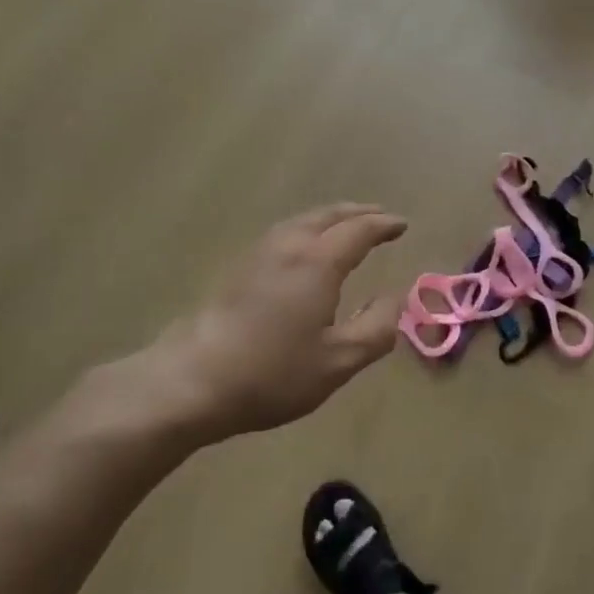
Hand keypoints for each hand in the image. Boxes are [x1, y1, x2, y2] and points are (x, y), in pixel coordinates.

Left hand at [77, 204, 407, 452]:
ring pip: (303, 220)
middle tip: (380, 216)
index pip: (359, 230)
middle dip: (358, 212)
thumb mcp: (338, 361)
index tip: (402, 225)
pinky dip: (308, 228)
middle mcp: (289, 245)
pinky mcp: (239, 267)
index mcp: (318, 262)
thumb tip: (398, 296)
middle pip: (329, 215)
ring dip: (331, 217)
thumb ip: (377, 327)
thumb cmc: (272, 373)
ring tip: (346, 224)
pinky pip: (285, 231)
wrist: (191, 381)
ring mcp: (259, 253)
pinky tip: (305, 247)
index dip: (383, 225)